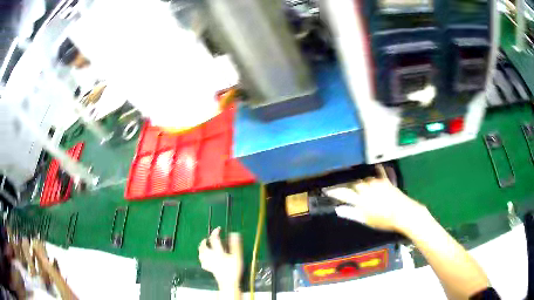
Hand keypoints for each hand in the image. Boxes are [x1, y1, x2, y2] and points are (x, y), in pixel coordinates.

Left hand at [198, 227, 242, 289]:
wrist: (228, 283)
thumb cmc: (233, 270)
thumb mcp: (237, 256)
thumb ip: (235, 245)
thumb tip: (234, 234)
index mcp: (217, 252)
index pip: (214, 239)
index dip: (215, 232)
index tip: (218, 229)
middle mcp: (211, 256)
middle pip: (204, 247)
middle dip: (205, 241)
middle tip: (208, 238)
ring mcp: (209, 263)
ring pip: (201, 254)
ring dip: (201, 249)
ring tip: (203, 246)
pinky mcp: (209, 269)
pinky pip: (203, 263)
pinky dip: (202, 259)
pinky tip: (203, 259)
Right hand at [324, 166, 428, 232]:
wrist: (403, 213)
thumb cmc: (384, 220)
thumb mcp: (366, 220)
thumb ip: (352, 213)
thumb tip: (338, 210)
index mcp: (361, 200)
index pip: (344, 194)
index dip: (334, 192)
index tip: (326, 191)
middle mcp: (368, 189)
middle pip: (354, 185)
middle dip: (348, 187)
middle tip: (344, 190)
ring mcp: (377, 184)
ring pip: (364, 180)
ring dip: (360, 183)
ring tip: (359, 187)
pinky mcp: (386, 182)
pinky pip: (379, 173)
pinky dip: (376, 171)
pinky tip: (376, 167)